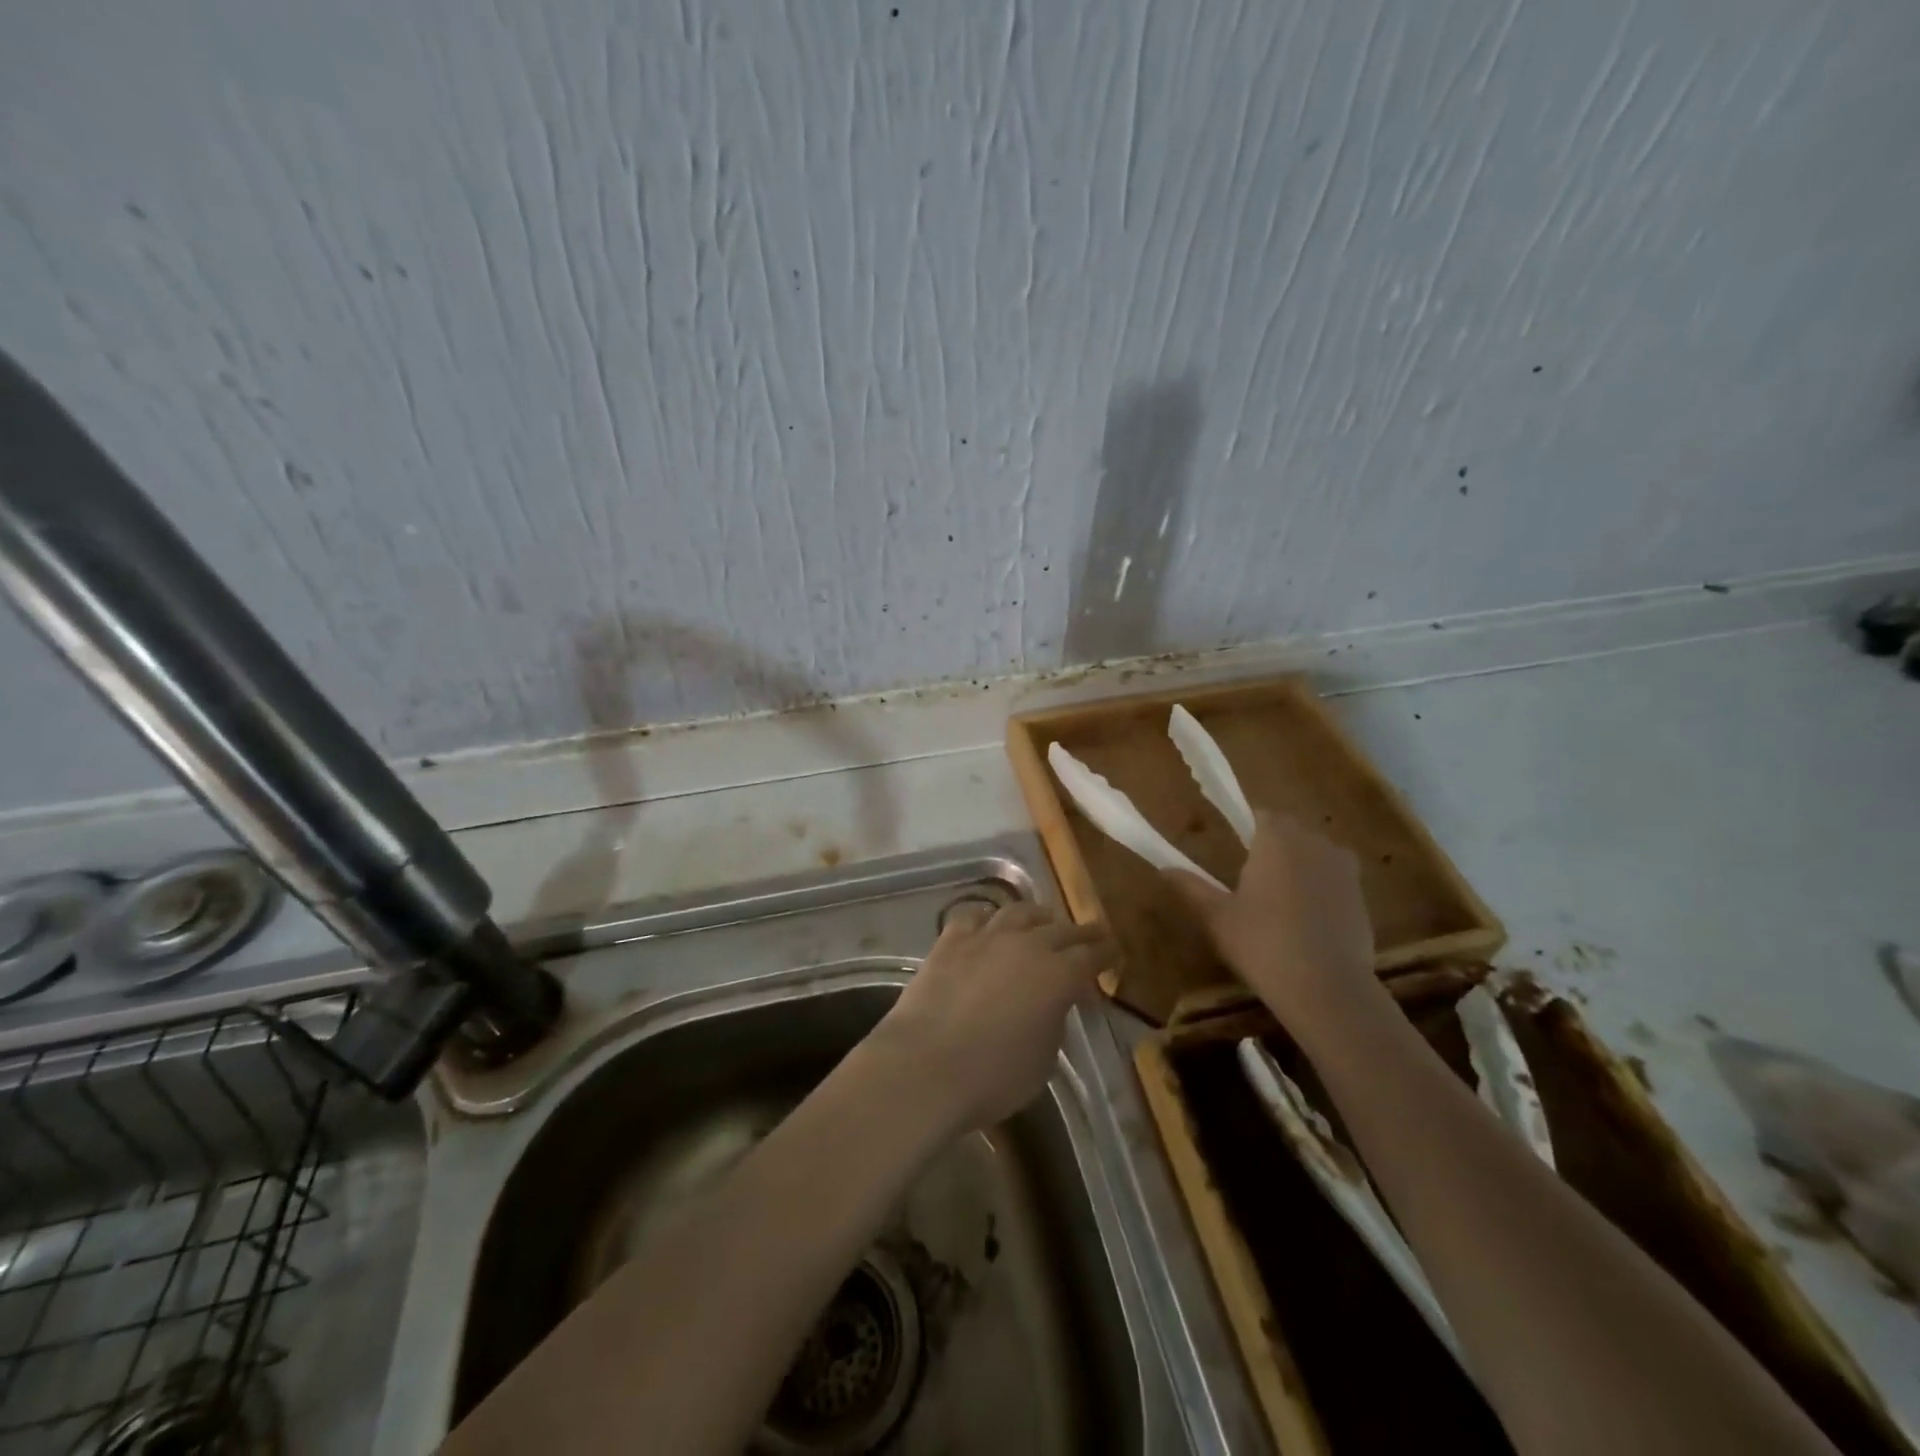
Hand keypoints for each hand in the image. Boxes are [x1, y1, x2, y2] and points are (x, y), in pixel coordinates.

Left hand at [865, 902, 1115, 1136]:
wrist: (926, 1065)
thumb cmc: (993, 1076)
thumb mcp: (1043, 1060)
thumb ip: (1053, 1024)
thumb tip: (1051, 1006)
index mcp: (1058, 975)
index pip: (1091, 956)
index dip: (1106, 953)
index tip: (1115, 951)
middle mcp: (1026, 945)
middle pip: (1061, 929)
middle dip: (1080, 932)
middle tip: (1092, 934)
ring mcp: (986, 936)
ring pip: (1020, 912)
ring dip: (1038, 916)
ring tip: (1044, 921)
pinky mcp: (951, 940)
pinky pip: (974, 915)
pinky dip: (988, 917)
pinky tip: (989, 922)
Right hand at [1165, 810, 1376, 1032]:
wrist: (1327, 987)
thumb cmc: (1262, 942)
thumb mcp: (1216, 917)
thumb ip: (1191, 887)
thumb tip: (1164, 869)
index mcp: (1277, 839)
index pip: (1262, 815)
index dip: (1249, 828)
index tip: (1236, 850)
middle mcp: (1314, 843)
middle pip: (1292, 832)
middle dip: (1275, 846)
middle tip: (1252, 878)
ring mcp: (1344, 870)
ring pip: (1317, 854)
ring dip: (1301, 866)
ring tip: (1281, 899)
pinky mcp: (1362, 898)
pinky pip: (1336, 880)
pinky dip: (1322, 890)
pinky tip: (1307, 920)